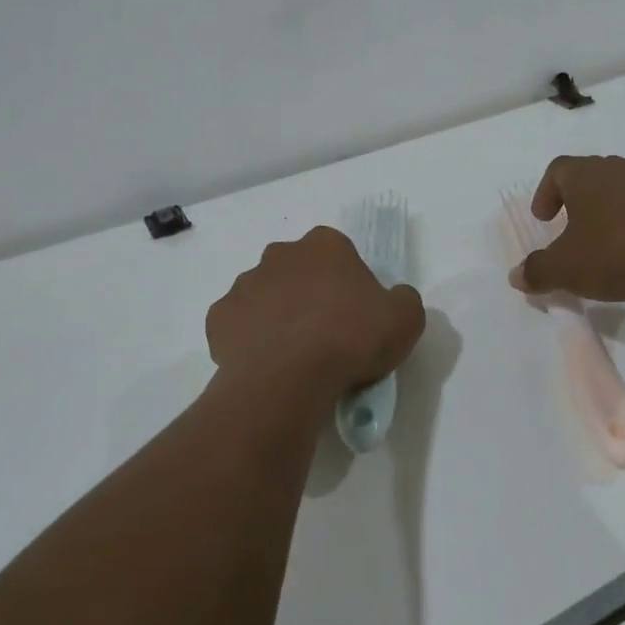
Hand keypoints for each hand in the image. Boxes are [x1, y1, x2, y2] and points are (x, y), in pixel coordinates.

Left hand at [207, 226, 425, 414]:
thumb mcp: (405, 319)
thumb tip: (393, 300)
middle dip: (308, 293)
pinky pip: (238, 326)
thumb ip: (403, 300)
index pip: (338, 252)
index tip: (356, 313)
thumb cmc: (350, 339)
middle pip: (298, 270)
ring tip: (294, 355)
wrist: (287, 379)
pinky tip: (265, 365)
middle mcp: (280, 255)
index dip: (348, 281)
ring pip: (264, 295)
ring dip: (277, 315)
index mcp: (324, 245)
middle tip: (325, 334)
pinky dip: (249, 340)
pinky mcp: (218, 317)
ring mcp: (244, 284)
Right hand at [508, 155, 624, 301]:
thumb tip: (516, 276)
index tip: (545, 220)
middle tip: (569, 230)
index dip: (545, 193)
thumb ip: (538, 271)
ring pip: (617, 190)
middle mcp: (615, 169)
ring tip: (602, 244)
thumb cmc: (618, 250)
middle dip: (574, 201)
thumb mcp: (568, 268)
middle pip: (587, 176)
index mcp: (584, 175)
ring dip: (604, 213)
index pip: (557, 170)